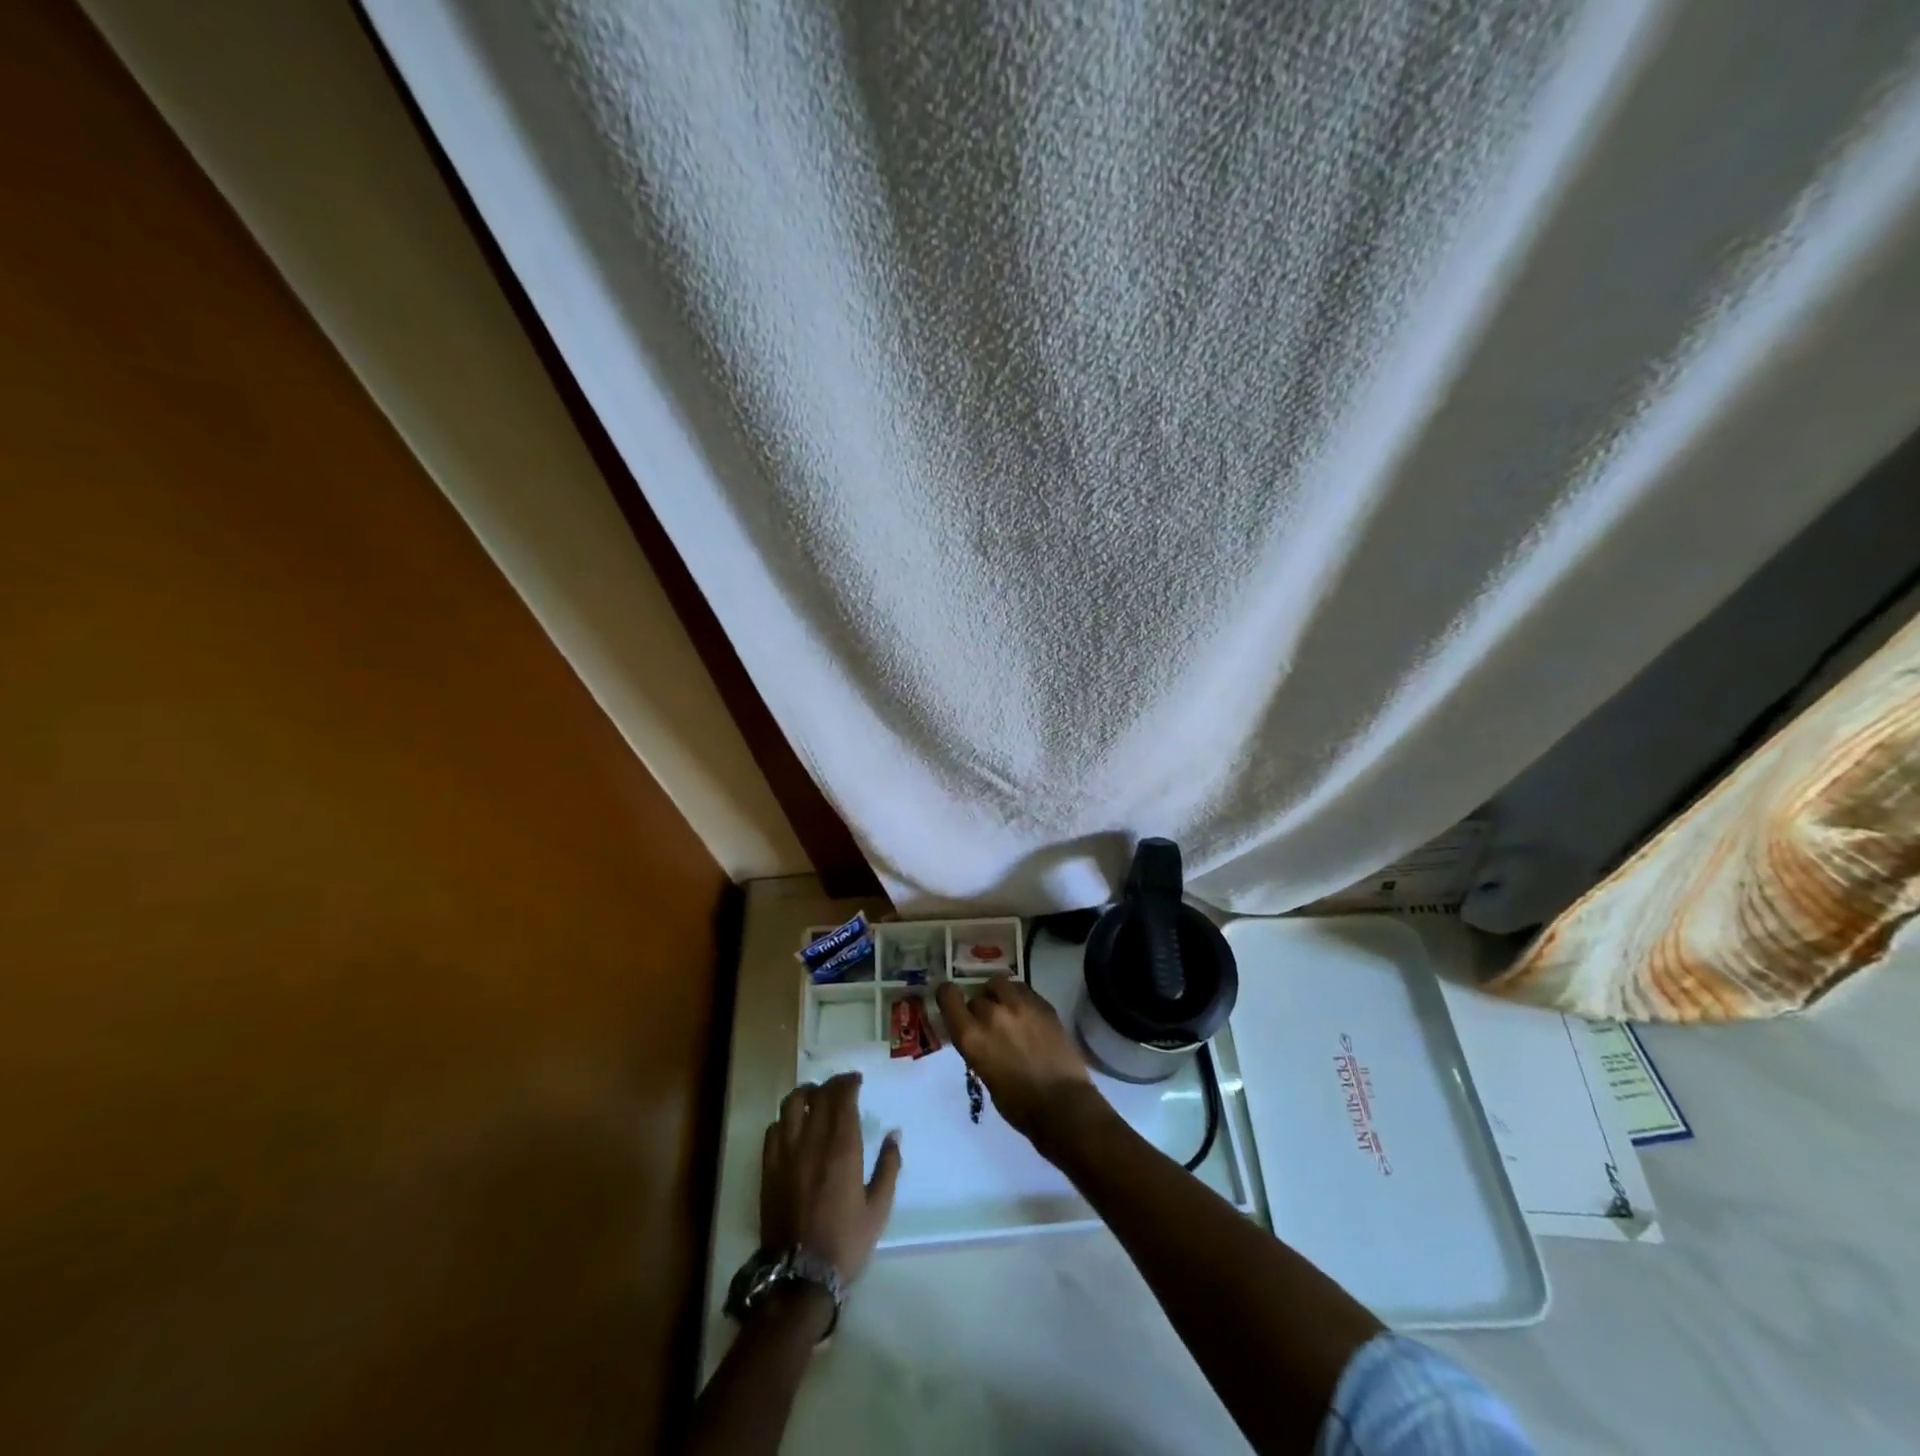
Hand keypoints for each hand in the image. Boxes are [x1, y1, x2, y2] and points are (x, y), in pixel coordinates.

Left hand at [760, 1072, 900, 1290]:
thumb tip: (895, 1134)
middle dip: (831, 1084)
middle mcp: (813, 1140)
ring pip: (791, 1104)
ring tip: (815, 1098)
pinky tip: (794, 1127)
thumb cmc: (845, 1241)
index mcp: (843, 1147)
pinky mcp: (768, 1167)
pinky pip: (774, 1128)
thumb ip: (889, 1166)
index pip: (843, 1097)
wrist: (799, 1276)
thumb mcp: (879, 1208)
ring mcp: (787, 1152)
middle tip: (841, 1087)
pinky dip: (786, 1119)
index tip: (856, 1080)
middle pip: (819, 1095)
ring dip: (806, 1094)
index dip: (849, 1083)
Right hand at [935, 976, 1100, 1143]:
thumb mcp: (985, 1074)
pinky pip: (1023, 989)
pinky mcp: (1043, 1004)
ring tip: (1007, 1009)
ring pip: (999, 983)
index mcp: (971, 1037)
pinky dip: (1019, 997)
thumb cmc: (1018, 1104)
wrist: (1062, 1105)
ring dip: (999, 995)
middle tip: (990, 1024)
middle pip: (977, 997)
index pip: (948, 996)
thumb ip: (979, 1046)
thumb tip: (981, 1036)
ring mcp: (1019, 1006)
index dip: (948, 995)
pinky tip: (1026, 1013)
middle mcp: (992, 1014)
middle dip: (980, 1008)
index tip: (952, 1000)